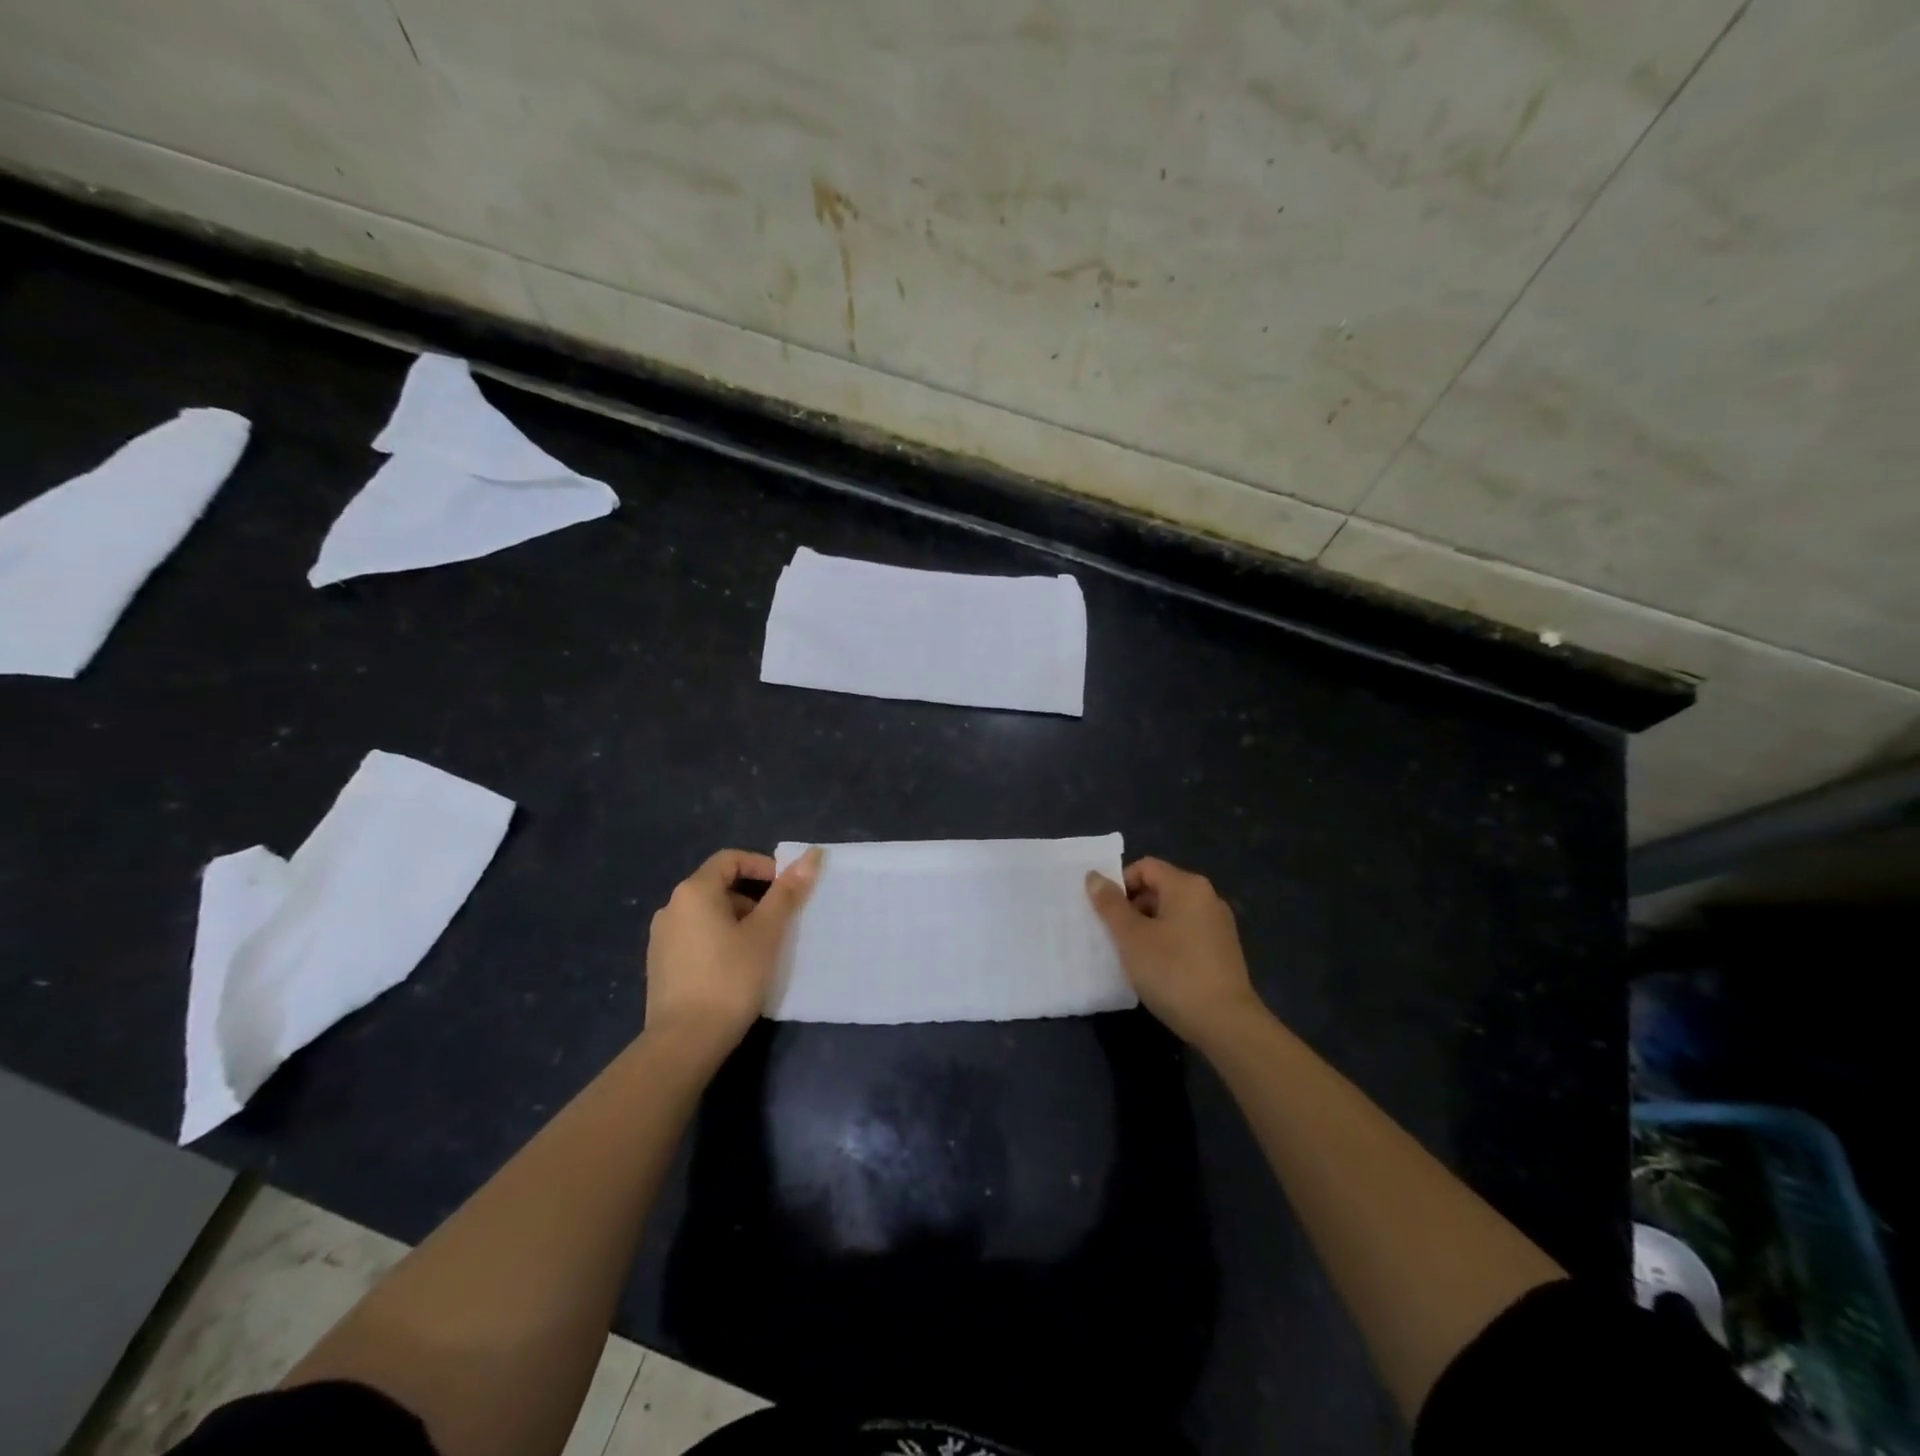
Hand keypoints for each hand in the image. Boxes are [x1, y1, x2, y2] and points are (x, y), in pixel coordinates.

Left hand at [644, 847, 820, 1058]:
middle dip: (753, 897)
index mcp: (694, 891)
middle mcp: (671, 907)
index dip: (762, 866)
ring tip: (762, 948)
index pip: (730, 859)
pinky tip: (736, 968)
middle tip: (780, 923)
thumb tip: (811, 855)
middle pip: (718, 885)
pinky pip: (695, 936)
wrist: (684, 1042)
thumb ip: (787, 893)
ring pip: (708, 914)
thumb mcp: (766, 933)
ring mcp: (661, 937)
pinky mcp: (660, 964)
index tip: (786, 890)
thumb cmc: (730, 978)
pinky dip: (719, 939)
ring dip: (738, 920)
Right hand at [1086, 857, 1265, 1050]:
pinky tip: (1157, 969)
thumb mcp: (1131, 937)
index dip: (1119, 885)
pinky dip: (1167, 942)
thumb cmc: (1173, 972)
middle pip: (1159, 888)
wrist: (1226, 1024)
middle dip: (1132, 908)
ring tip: (1132, 956)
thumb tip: (1094, 876)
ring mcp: (1219, 925)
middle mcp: (1207, 897)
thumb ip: (1110, 905)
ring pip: (1172, 913)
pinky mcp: (1223, 951)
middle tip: (1113, 937)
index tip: (1104, 914)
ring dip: (1148, 927)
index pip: (1144, 867)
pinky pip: (1186, 933)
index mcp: (1187, 886)